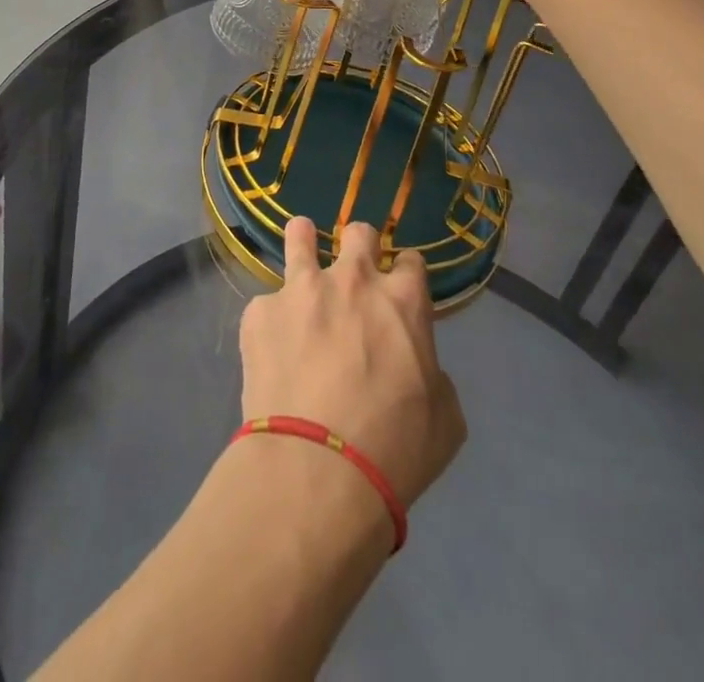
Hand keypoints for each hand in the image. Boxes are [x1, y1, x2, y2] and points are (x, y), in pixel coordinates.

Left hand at [239, 217, 465, 508]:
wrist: (317, 469)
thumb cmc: (394, 449)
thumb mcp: (444, 419)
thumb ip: (432, 375)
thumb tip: (415, 366)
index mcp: (402, 300)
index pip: (411, 260)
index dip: (406, 273)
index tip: (400, 288)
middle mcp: (352, 279)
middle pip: (359, 233)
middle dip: (360, 246)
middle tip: (353, 272)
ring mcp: (300, 289)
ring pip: (300, 235)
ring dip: (303, 241)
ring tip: (300, 251)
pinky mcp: (259, 311)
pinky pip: (265, 304)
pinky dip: (271, 320)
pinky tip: (270, 350)